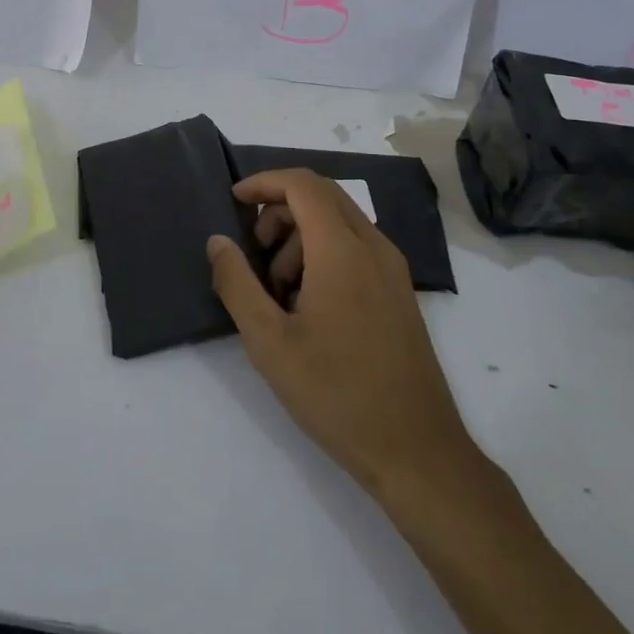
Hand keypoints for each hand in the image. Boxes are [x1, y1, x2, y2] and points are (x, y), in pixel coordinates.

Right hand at [209, 170, 478, 500]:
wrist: (416, 451)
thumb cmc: (336, 394)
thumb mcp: (269, 342)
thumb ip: (237, 284)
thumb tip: (218, 242)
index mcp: (343, 250)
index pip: (302, 184)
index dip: (264, 182)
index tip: (234, 201)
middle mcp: (374, 247)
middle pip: (321, 196)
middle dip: (278, 211)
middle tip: (252, 254)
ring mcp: (392, 269)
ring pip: (338, 222)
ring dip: (298, 237)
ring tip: (278, 293)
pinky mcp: (399, 292)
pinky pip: (355, 248)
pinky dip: (322, 254)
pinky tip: (307, 306)